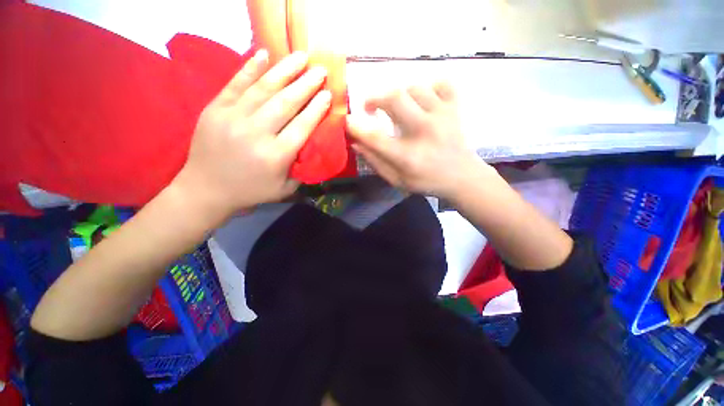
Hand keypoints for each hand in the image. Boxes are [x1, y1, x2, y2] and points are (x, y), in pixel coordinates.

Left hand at [174, 50, 330, 218]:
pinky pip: (235, 83)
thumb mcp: (284, 189)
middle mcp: (257, 133)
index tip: (328, 94)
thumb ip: (302, 169)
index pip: (302, 126)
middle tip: (321, 70)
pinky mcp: (215, 109)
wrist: (206, 188)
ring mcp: (233, 117)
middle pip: (286, 103)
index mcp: (276, 156)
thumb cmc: (251, 190)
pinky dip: (251, 67)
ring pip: (264, 88)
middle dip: (306, 85)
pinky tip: (265, 53)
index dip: (316, 109)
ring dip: (285, 70)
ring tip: (301, 56)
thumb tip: (314, 149)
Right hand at [346, 82, 489, 199]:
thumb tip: (356, 142)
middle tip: (370, 107)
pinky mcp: (455, 108)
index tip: (347, 121)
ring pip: (414, 87)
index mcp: (407, 156)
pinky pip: (441, 83)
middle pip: (394, 98)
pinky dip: (429, 87)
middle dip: (375, 97)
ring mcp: (442, 116)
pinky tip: (424, 101)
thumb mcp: (397, 180)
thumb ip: (376, 162)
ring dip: (399, 95)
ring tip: (398, 108)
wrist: (463, 178)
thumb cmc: (427, 181)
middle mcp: (424, 131)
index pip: (374, 136)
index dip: (355, 126)